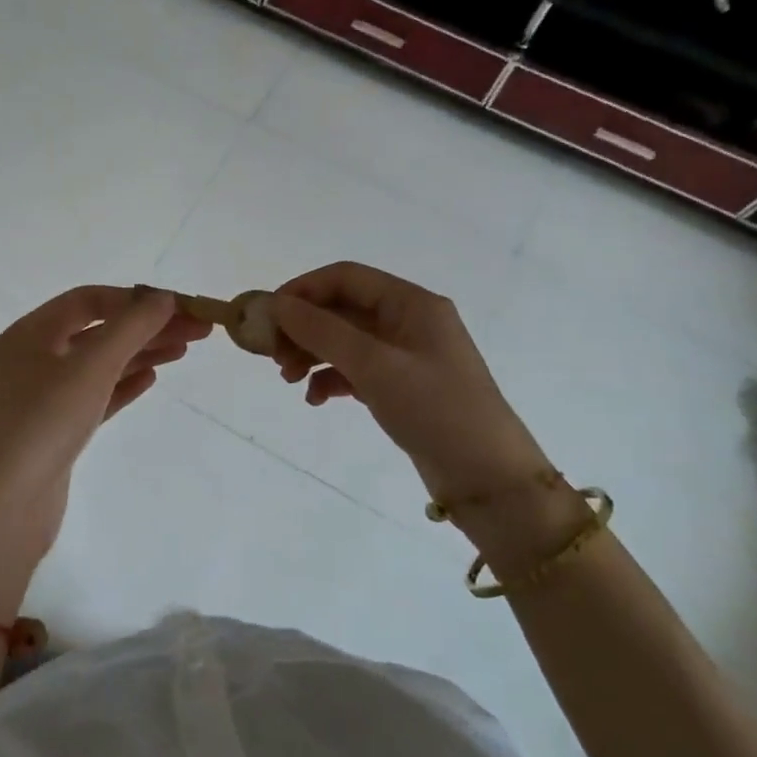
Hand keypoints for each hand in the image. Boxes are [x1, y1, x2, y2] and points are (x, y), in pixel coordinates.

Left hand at [0, 285, 209, 550]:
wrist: (1, 509)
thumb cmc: (43, 423)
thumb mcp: (91, 366)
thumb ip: (131, 327)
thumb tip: (164, 298)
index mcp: (30, 334)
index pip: (88, 300)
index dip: (135, 299)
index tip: (179, 307)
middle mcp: (32, 359)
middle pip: (97, 331)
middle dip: (146, 327)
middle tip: (196, 331)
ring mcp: (40, 398)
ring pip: (98, 365)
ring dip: (139, 353)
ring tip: (182, 351)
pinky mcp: (53, 432)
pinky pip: (94, 396)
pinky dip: (122, 384)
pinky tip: (151, 379)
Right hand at [264, 262, 553, 503]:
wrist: (488, 479)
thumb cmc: (435, 409)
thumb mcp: (375, 366)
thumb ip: (323, 332)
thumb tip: (278, 304)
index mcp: (411, 303)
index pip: (346, 277)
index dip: (303, 290)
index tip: (268, 315)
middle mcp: (408, 321)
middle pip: (342, 309)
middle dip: (304, 328)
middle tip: (273, 356)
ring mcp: (405, 355)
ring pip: (345, 340)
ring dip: (312, 354)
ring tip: (287, 380)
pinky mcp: (401, 386)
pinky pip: (355, 370)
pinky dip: (331, 379)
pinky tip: (314, 399)